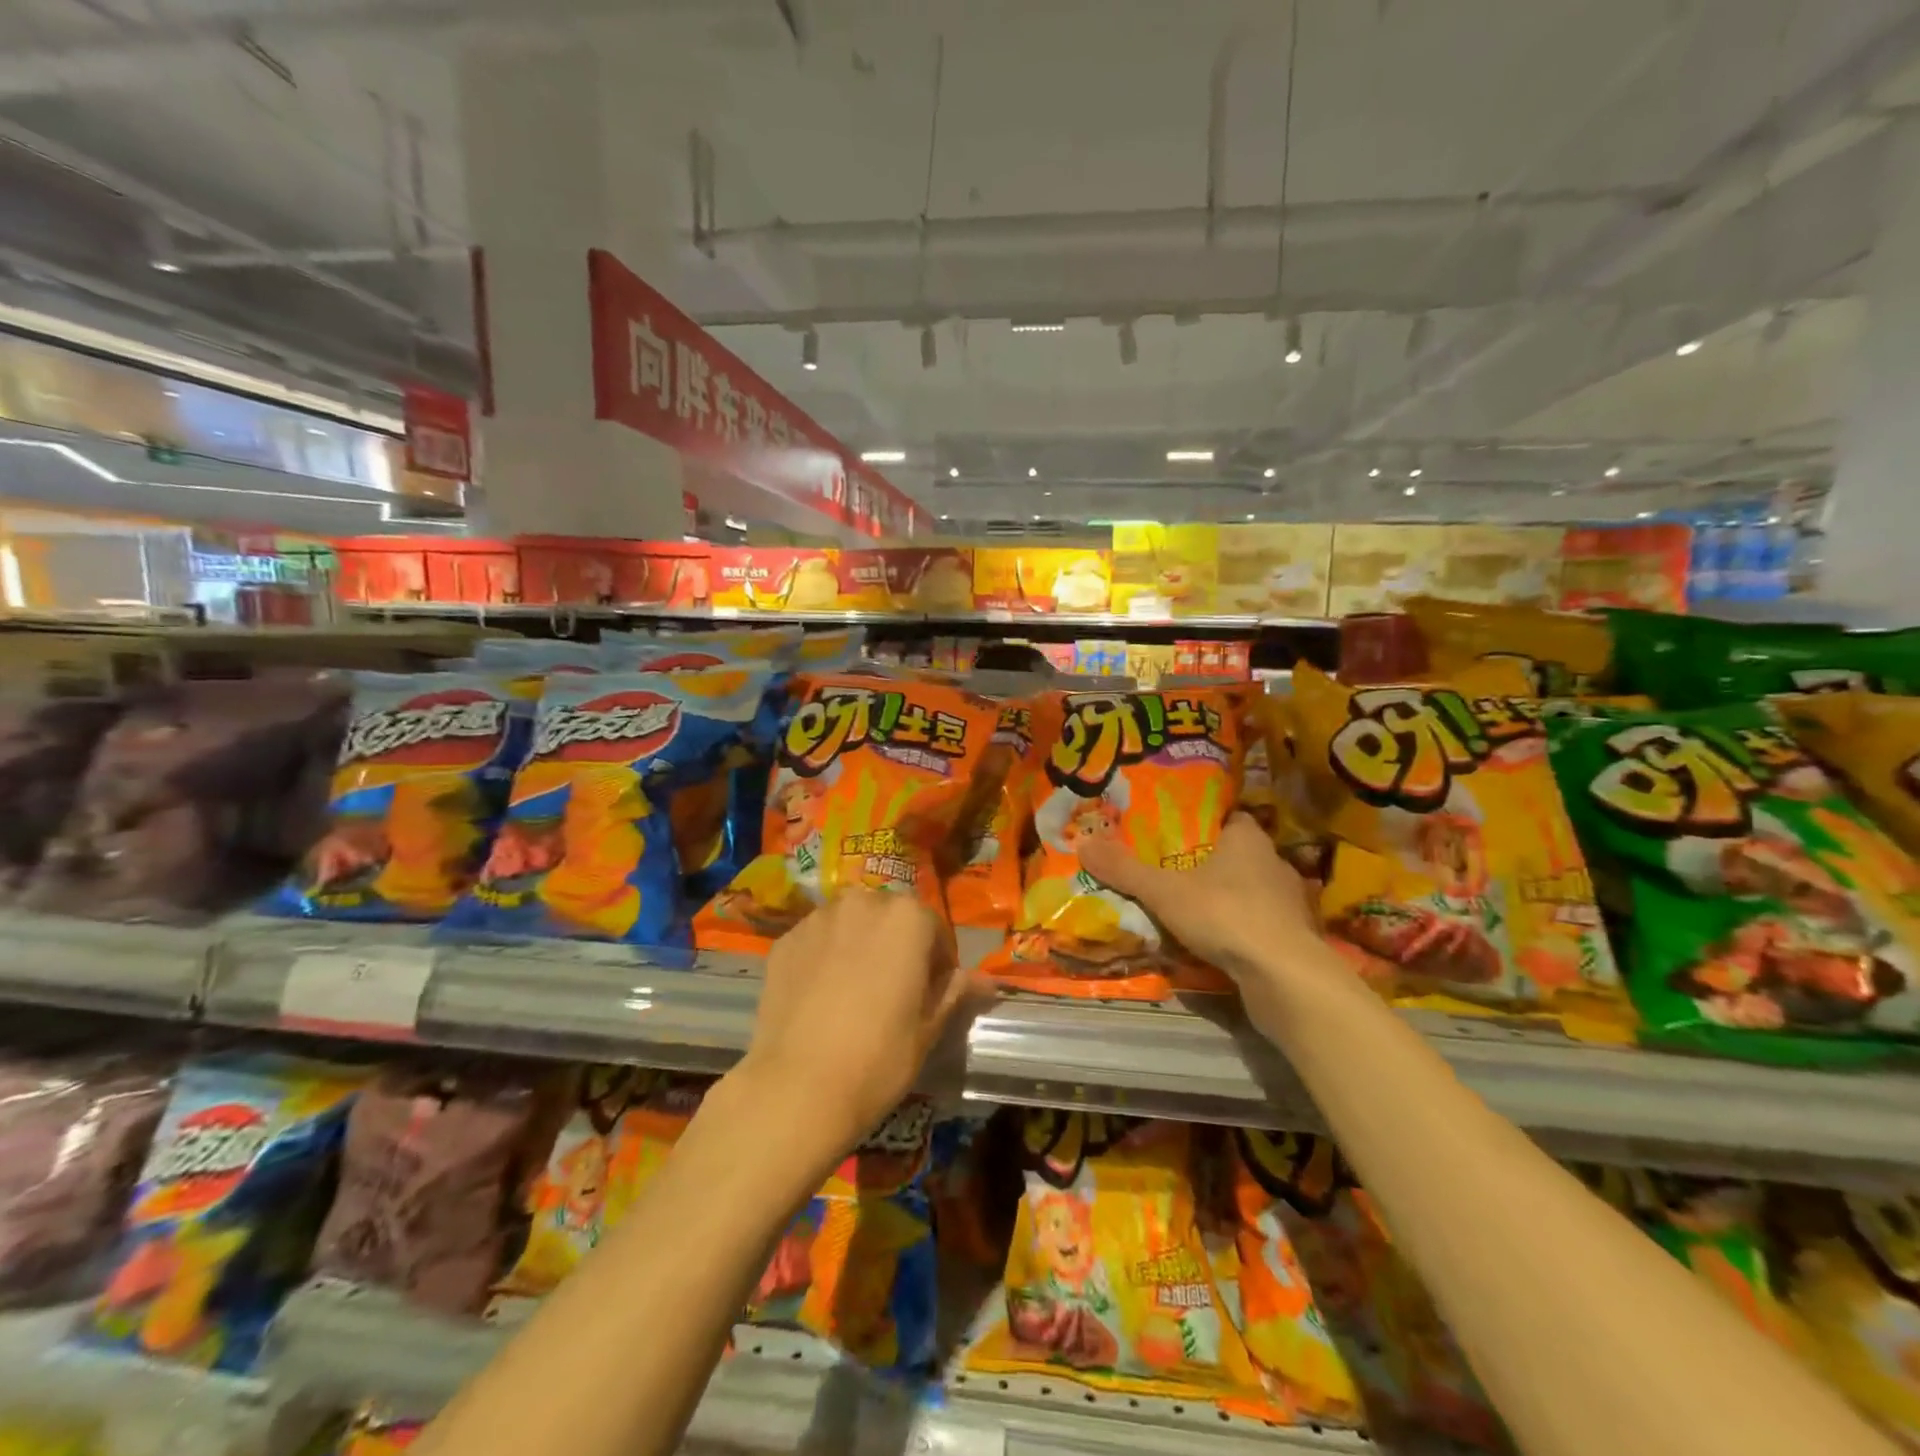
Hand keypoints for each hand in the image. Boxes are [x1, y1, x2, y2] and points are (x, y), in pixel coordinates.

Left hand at [735, 889, 967, 1155]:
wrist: (797, 1088)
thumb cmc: (878, 1058)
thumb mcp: (928, 1028)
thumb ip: (954, 992)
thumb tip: (984, 981)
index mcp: (907, 917)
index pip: (933, 929)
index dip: (937, 962)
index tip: (931, 994)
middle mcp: (862, 902)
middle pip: (889, 918)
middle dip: (895, 945)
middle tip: (892, 991)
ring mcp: (817, 918)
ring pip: (850, 924)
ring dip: (858, 946)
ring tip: (852, 993)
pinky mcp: (784, 940)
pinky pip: (816, 940)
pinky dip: (823, 957)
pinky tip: (820, 998)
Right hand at [1078, 813, 1323, 988]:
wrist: (1285, 977)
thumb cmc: (1225, 915)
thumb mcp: (1164, 891)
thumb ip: (1125, 870)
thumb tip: (1082, 843)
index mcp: (1249, 840)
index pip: (1228, 818)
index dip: (1202, 823)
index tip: (1174, 832)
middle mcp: (1274, 864)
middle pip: (1236, 855)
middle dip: (1208, 864)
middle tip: (1171, 871)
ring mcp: (1290, 904)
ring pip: (1250, 892)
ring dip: (1225, 900)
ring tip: (1189, 909)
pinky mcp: (1294, 939)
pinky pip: (1259, 926)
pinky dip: (1239, 931)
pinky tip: (1216, 943)